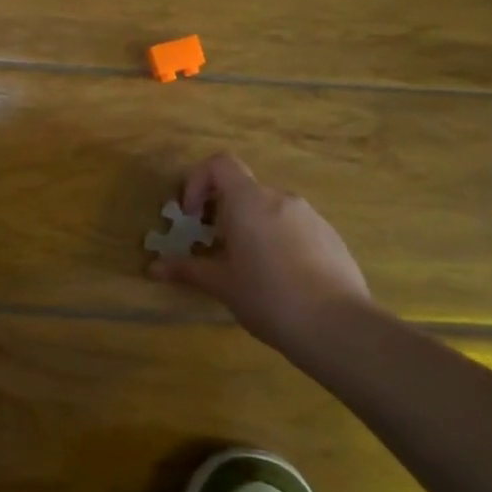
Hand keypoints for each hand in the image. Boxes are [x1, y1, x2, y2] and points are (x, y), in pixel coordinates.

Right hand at [149, 153, 371, 348]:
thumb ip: (187, 269)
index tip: (192, 216)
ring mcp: (311, 216)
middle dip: (223, 212)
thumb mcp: (221, 284)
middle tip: (214, 247)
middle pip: (244, 189)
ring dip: (251, 227)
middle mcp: (281, 199)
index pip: (219, 164)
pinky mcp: (332, 237)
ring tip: (248, 268)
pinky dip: (278, 241)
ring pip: (270, 210)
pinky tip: (281, 280)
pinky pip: (295, 228)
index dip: (197, 181)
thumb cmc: (268, 297)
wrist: (338, 327)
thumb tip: (153, 268)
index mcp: (249, 201)